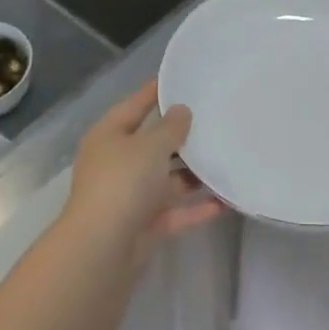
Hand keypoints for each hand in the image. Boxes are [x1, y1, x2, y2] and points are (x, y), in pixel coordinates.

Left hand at [65, 81, 226, 258]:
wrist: (102, 250)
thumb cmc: (123, 183)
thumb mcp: (150, 146)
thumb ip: (170, 128)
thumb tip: (181, 111)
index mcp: (109, 136)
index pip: (135, 106)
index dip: (156, 92)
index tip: (182, 79)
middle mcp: (116, 163)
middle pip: (151, 144)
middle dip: (181, 136)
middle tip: (215, 120)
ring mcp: (128, 197)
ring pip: (165, 180)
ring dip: (192, 174)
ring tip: (226, 158)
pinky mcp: (143, 227)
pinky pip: (174, 212)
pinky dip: (196, 208)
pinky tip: (226, 201)